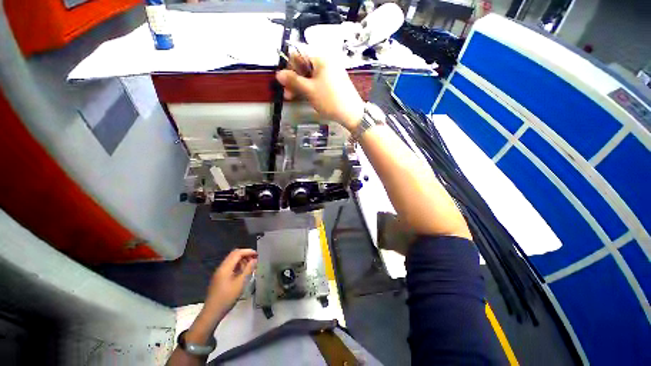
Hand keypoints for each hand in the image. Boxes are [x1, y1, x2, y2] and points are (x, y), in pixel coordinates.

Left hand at [204, 248, 257, 317]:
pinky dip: (238, 266)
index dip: (248, 251)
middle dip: (245, 254)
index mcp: (225, 267)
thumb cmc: (227, 298)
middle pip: (234, 255)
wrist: (212, 312)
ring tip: (251, 266)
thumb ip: (248, 269)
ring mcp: (219, 273)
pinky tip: (243, 272)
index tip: (257, 254)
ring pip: (232, 260)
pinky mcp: (219, 278)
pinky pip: (230, 267)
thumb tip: (255, 260)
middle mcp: (221, 267)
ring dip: (242, 260)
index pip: (237, 253)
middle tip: (255, 259)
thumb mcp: (240, 283)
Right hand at [276, 54, 364, 130]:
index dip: (289, 66)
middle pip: (303, 65)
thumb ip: (293, 81)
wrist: (352, 113)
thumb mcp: (309, 90)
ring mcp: (330, 72)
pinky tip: (305, 97)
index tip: (285, 81)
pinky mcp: (333, 82)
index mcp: (320, 58)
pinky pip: (318, 81)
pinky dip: (310, 88)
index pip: (298, 53)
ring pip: (310, 75)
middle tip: (287, 93)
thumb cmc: (330, 100)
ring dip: (300, 85)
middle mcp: (326, 61)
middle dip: (293, 78)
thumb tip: (278, 73)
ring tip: (293, 98)